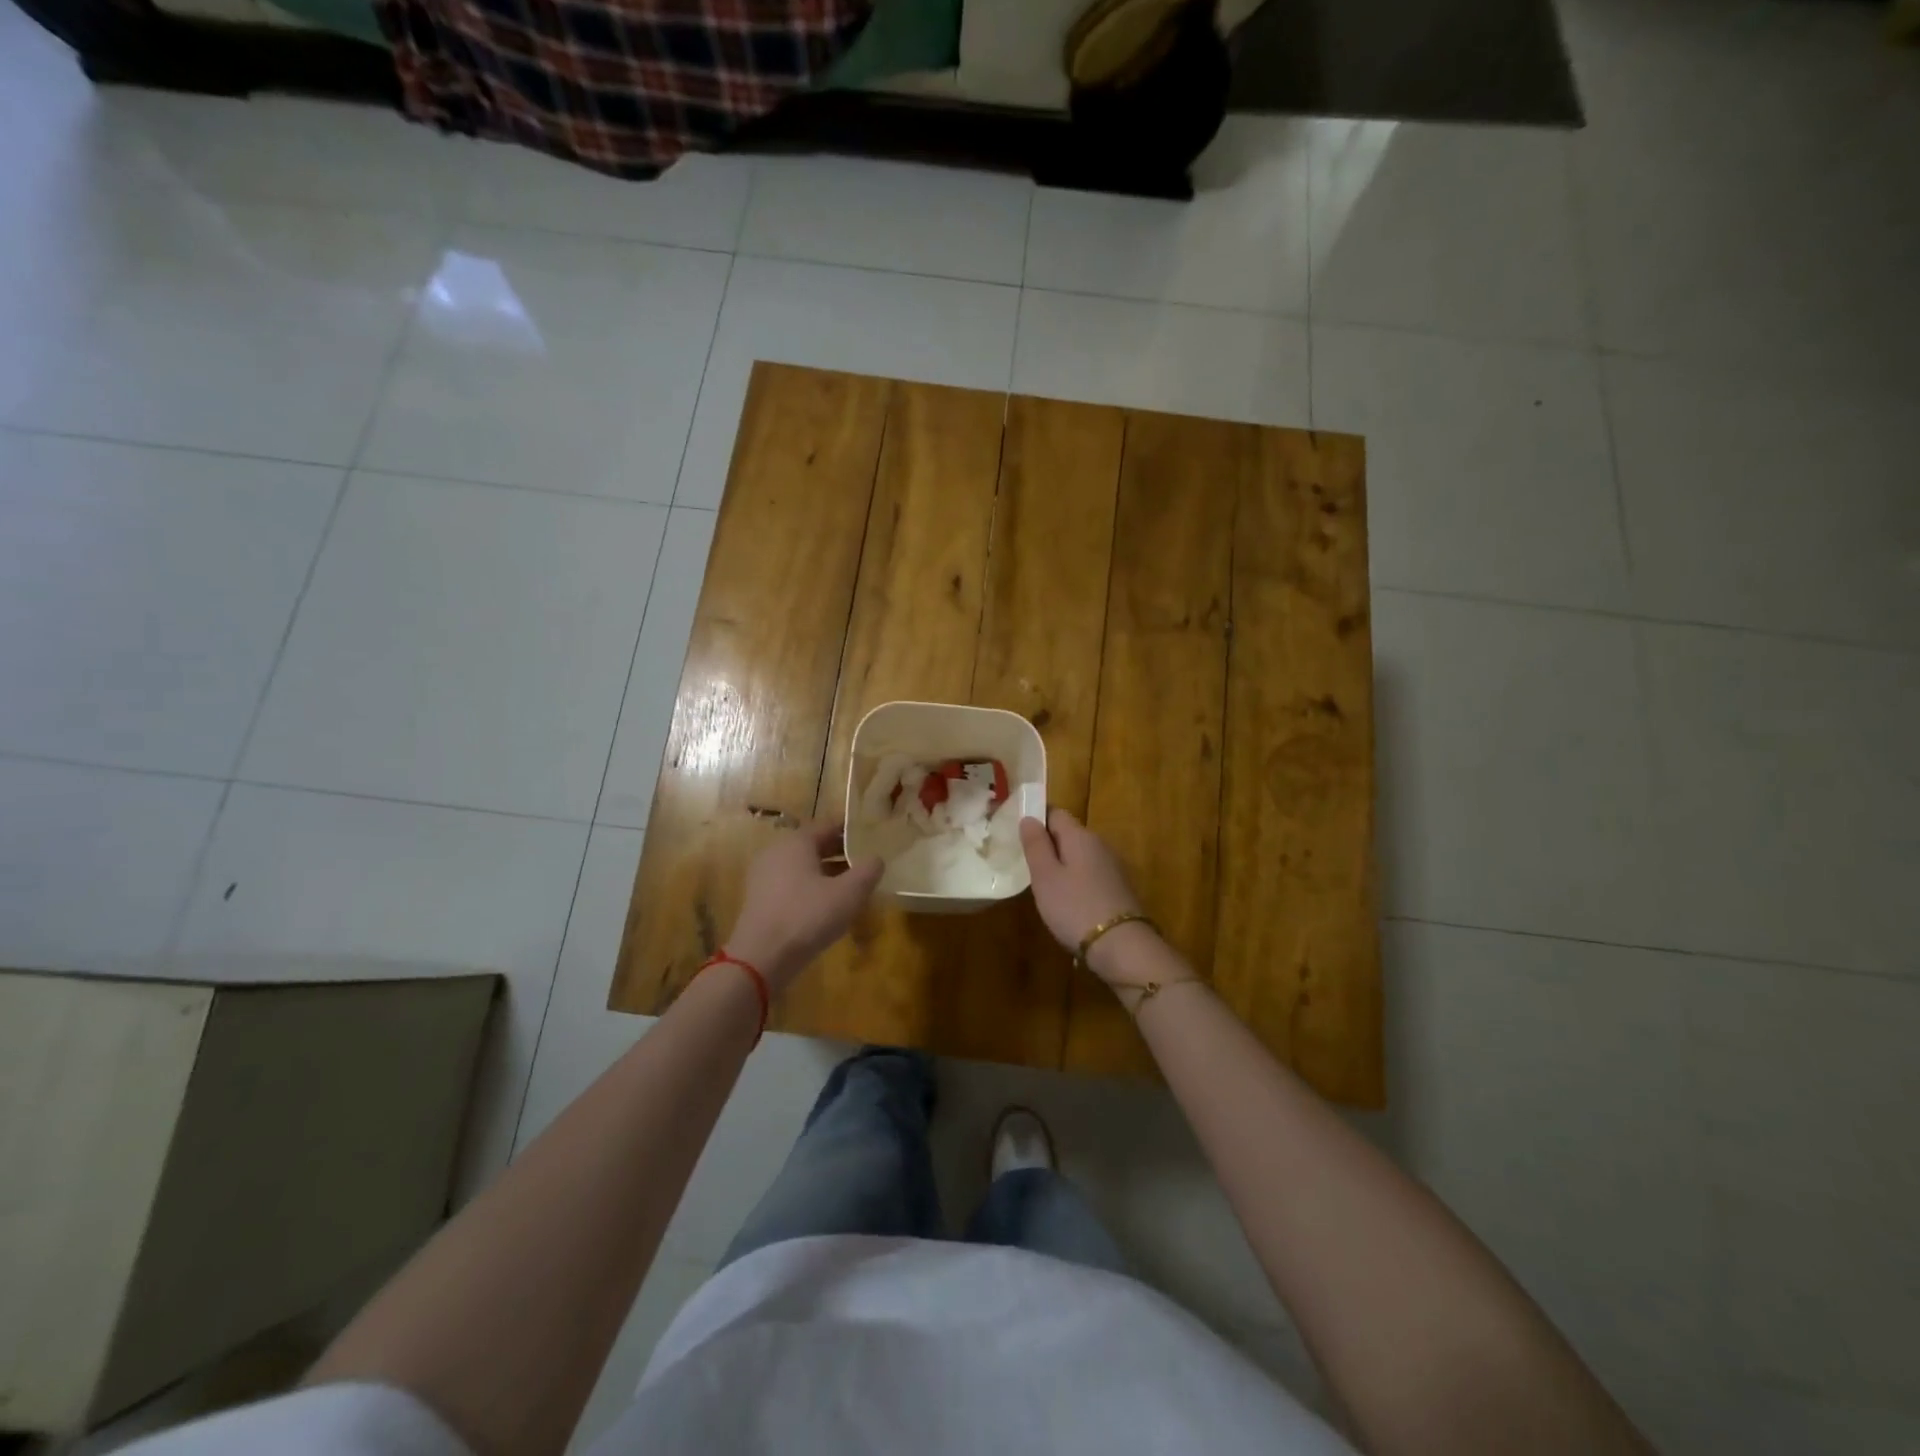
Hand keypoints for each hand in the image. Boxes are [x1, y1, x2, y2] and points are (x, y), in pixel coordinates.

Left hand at [725, 819, 881, 992]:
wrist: (761, 958)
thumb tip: (876, 858)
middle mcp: (777, 852)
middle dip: (842, 853)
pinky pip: (793, 884)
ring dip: (828, 873)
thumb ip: (868, 871)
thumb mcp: (849, 893)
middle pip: (815, 846)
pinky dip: (812, 888)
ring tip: (853, 886)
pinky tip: (829, 906)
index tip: (873, 838)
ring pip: (804, 867)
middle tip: (867, 862)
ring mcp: (764, 876)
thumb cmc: (808, 916)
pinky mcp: (760, 900)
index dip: (853, 831)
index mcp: (796, 842)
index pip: (829, 826)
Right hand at [1020, 809, 1150, 982]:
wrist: (1121, 946)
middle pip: (1069, 834)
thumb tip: (1029, 817)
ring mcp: (1113, 867)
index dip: (1035, 819)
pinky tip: (1067, 901)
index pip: (1055, 813)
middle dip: (1048, 844)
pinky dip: (1076, 880)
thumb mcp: (1045, 876)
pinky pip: (1090, 873)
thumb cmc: (1075, 907)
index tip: (1018, 836)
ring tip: (1043, 885)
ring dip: (1062, 864)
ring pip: (1080, 855)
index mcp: (1080, 836)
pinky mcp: (1119, 888)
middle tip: (1026, 864)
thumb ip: (1036, 845)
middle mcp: (1100, 844)